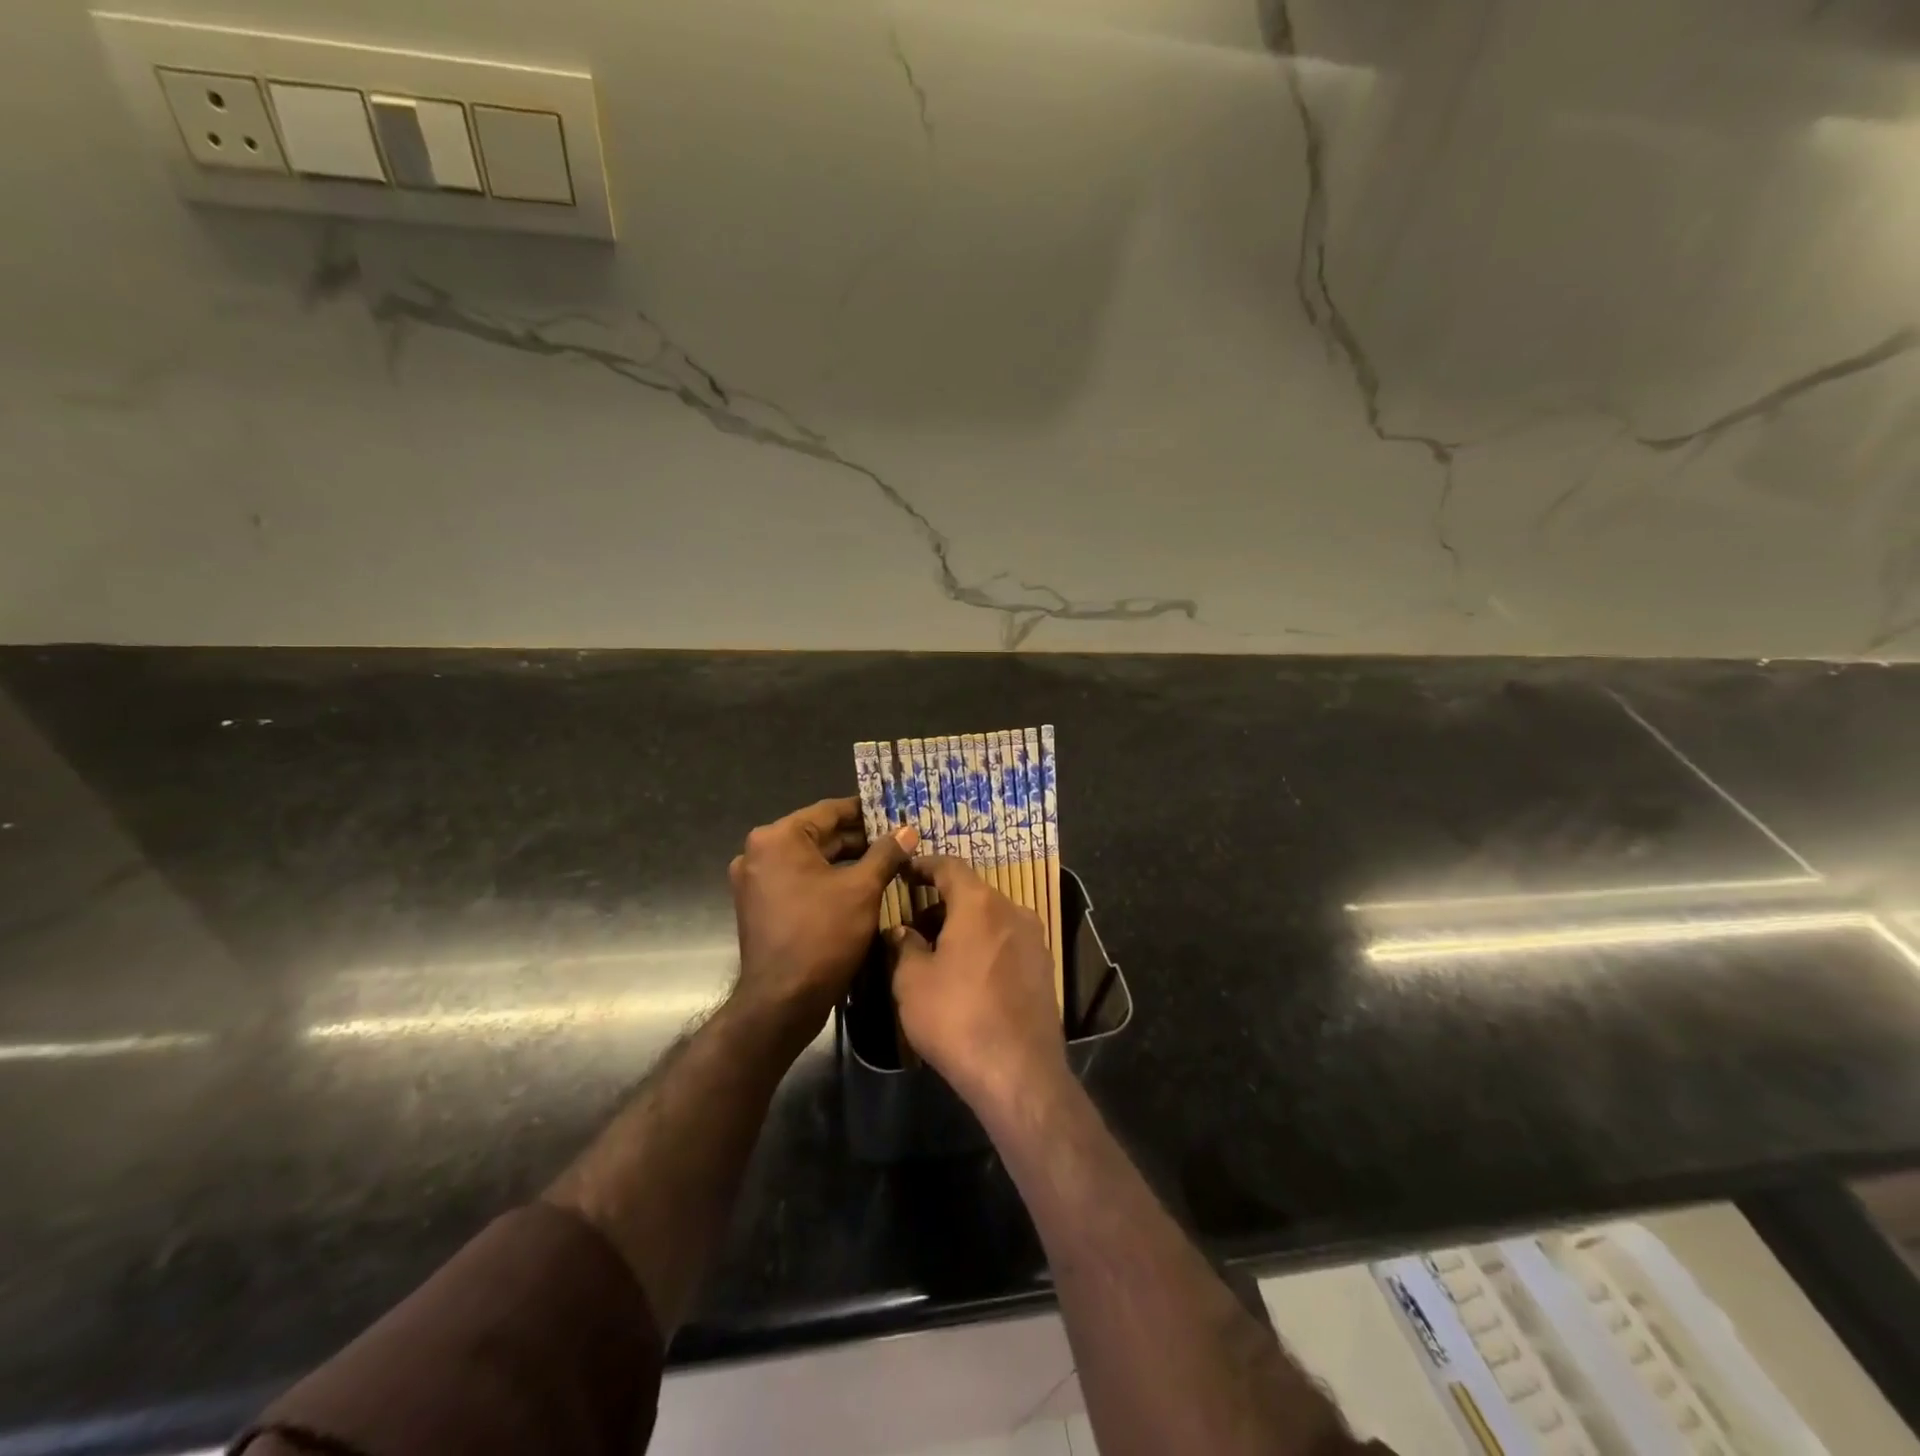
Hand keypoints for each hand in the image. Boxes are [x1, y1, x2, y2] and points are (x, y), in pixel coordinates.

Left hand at [729, 797, 916, 1038]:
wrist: (782, 1001)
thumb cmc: (823, 935)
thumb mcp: (862, 889)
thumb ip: (886, 853)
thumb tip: (908, 830)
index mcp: (778, 838)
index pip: (830, 811)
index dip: (867, 812)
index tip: (897, 813)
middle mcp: (759, 852)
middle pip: (819, 835)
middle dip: (859, 840)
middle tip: (898, 841)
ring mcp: (755, 881)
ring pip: (810, 860)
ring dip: (846, 861)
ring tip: (887, 863)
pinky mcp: (760, 905)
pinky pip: (799, 881)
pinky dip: (827, 881)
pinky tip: (860, 888)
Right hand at [888, 855, 1067, 1112]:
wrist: (1018, 1072)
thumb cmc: (957, 1017)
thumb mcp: (913, 981)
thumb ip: (905, 946)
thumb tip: (903, 932)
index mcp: (980, 903)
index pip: (950, 866)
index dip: (925, 865)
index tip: (906, 871)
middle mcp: (1013, 910)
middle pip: (973, 893)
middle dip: (942, 902)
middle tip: (915, 923)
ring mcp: (1034, 939)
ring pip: (992, 918)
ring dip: (965, 925)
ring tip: (938, 951)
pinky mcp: (1044, 968)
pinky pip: (1007, 942)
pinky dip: (985, 945)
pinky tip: (968, 973)